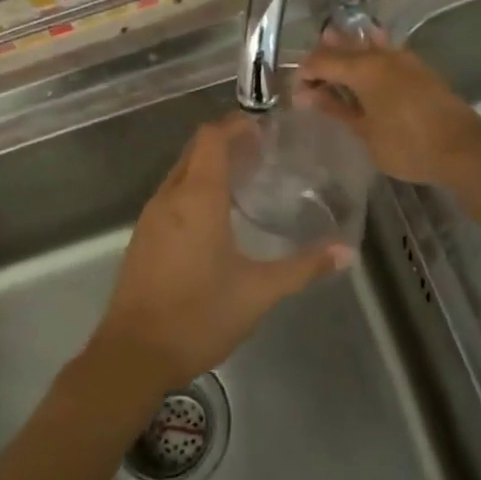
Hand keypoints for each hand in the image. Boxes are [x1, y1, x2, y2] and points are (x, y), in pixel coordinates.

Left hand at [90, 116, 351, 392]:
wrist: (133, 354)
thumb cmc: (198, 315)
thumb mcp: (258, 292)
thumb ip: (303, 268)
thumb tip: (346, 253)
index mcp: (197, 197)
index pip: (211, 138)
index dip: (236, 125)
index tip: (265, 129)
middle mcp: (169, 197)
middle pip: (195, 151)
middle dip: (226, 144)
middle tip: (263, 155)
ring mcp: (150, 217)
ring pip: (180, 173)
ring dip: (208, 168)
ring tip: (245, 182)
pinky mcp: (142, 237)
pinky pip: (170, 197)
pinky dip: (193, 191)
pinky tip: (216, 218)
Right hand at [297, 32, 480, 184]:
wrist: (464, 150)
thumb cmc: (408, 145)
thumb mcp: (365, 131)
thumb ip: (336, 108)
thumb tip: (306, 95)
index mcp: (363, 68)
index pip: (321, 60)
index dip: (304, 74)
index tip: (298, 96)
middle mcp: (381, 55)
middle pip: (342, 47)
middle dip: (322, 62)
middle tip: (311, 86)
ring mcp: (403, 59)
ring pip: (364, 46)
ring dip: (345, 57)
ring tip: (333, 77)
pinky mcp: (418, 69)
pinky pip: (383, 54)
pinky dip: (367, 60)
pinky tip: (364, 76)